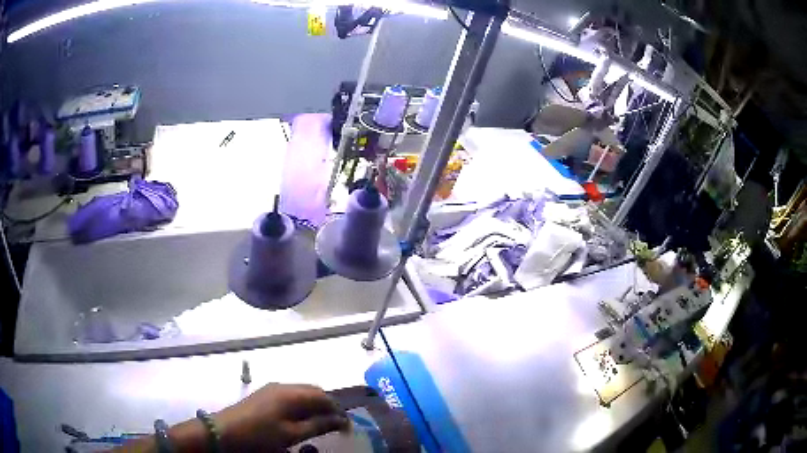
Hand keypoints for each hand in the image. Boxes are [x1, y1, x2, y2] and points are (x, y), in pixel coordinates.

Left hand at [214, 383, 349, 451]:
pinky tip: (299, 421)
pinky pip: (290, 396)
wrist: (224, 432)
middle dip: (327, 407)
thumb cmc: (260, 435)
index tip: (346, 428)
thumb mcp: (292, 435)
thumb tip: (341, 421)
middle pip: (313, 392)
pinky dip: (300, 407)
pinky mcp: (263, 395)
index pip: (324, 396)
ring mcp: (271, 389)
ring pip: (301, 393)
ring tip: (318, 425)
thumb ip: (318, 426)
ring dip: (313, 407)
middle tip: (334, 426)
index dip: (338, 411)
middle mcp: (283, 386)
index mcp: (291, 393)